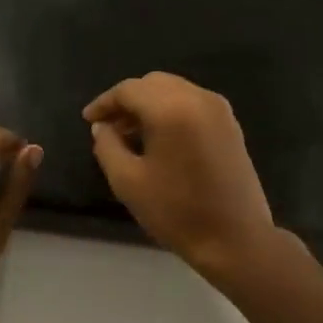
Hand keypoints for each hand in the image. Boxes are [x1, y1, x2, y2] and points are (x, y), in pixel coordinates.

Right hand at [83, 73, 274, 278]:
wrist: (234, 238)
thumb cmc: (175, 212)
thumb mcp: (127, 181)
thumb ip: (107, 146)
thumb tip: (102, 126)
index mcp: (171, 109)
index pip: (129, 90)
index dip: (104, 103)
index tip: (88, 120)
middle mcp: (198, 98)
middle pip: (153, 83)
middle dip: (127, 100)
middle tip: (107, 126)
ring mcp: (219, 110)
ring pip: (174, 91)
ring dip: (149, 105)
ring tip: (129, 134)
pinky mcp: (230, 125)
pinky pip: (192, 104)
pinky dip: (170, 111)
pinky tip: (158, 139)